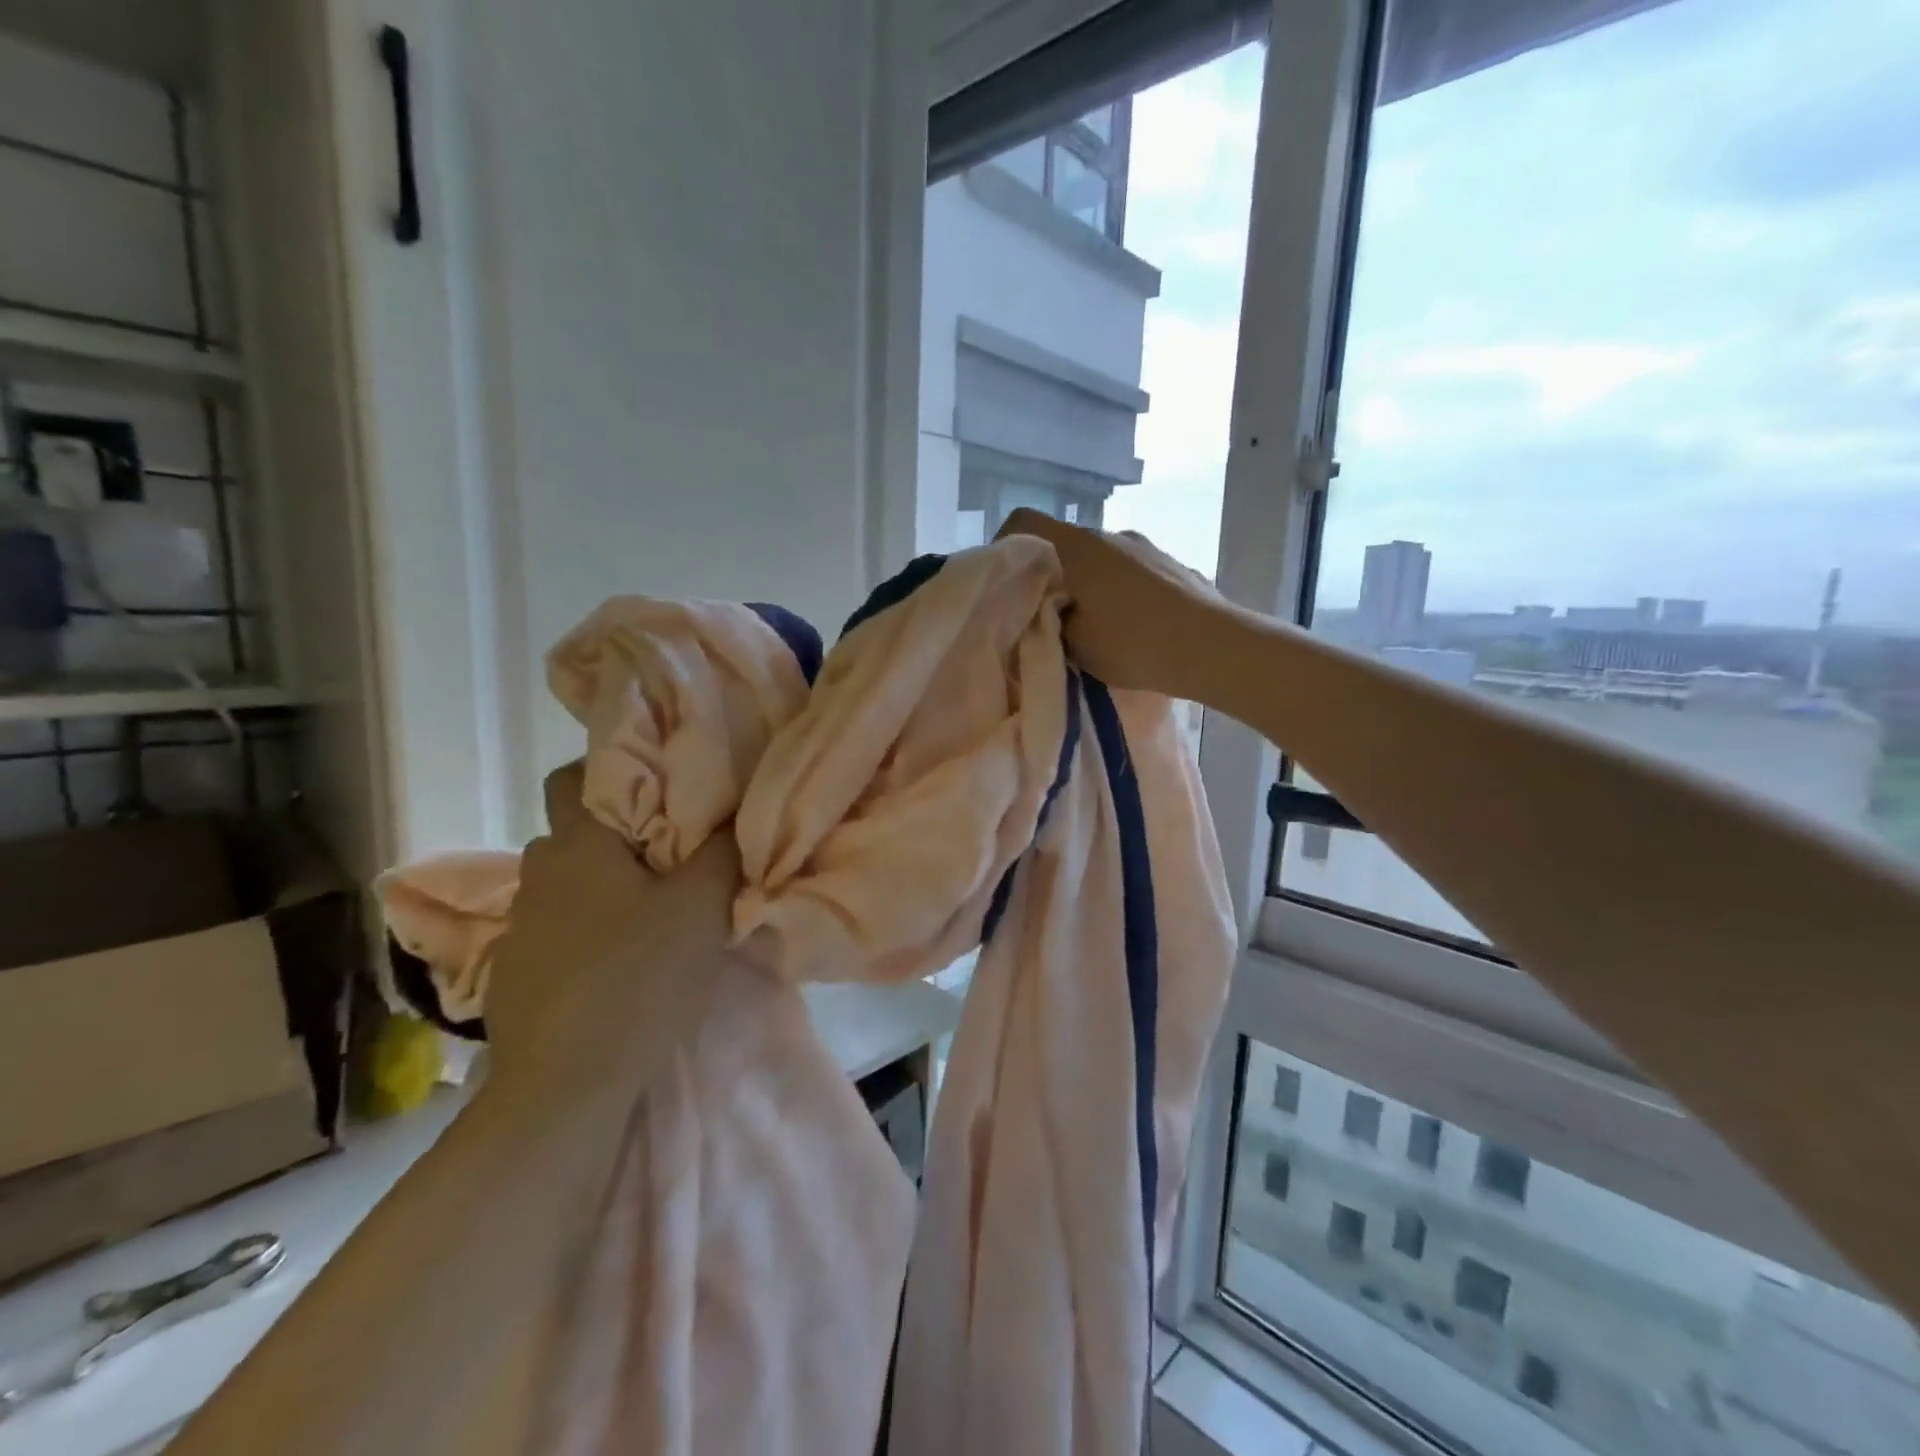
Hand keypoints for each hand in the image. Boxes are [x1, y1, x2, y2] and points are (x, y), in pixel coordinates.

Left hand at [482, 763, 738, 1108]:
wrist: (565, 1085)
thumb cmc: (638, 977)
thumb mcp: (702, 907)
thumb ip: (723, 850)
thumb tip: (736, 809)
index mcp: (577, 846)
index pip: (572, 777)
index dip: (610, 768)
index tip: (657, 782)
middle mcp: (539, 874)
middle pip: (575, 831)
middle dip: (618, 830)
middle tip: (672, 846)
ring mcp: (522, 926)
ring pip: (569, 882)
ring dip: (606, 882)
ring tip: (654, 905)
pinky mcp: (520, 971)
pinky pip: (561, 926)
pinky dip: (591, 927)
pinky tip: (624, 958)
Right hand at [995, 508, 1220, 696]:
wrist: (1215, 648)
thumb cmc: (1135, 644)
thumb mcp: (1076, 644)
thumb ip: (1051, 622)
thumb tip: (1051, 612)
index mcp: (1079, 546)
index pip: (1025, 521)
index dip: (1004, 543)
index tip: (1004, 579)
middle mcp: (1112, 534)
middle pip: (1065, 544)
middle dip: (1050, 576)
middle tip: (1046, 616)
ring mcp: (1147, 547)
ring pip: (1100, 560)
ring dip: (1088, 584)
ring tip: (1093, 626)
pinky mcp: (1174, 564)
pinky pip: (1131, 573)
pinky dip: (1119, 592)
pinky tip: (1132, 627)